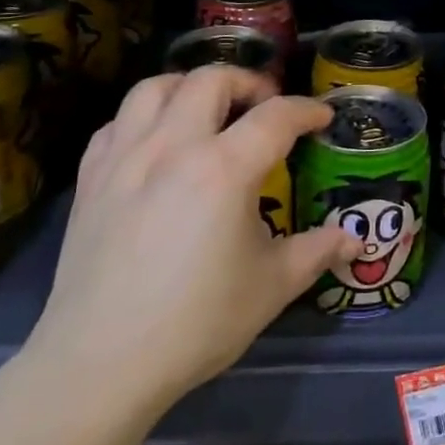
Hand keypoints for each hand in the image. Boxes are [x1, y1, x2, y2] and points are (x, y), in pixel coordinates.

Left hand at [28, 67, 358, 418]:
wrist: (100, 364)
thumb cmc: (196, 323)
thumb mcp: (271, 287)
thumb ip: (316, 251)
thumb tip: (354, 240)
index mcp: (223, 169)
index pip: (276, 117)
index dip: (307, 111)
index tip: (323, 118)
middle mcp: (173, 146)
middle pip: (212, 80)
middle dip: (248, 83)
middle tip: (265, 108)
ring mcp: (125, 157)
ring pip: (156, 87)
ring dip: (190, 87)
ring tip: (208, 110)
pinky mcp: (91, 178)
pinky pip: (118, 123)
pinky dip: (144, 118)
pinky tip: (157, 143)